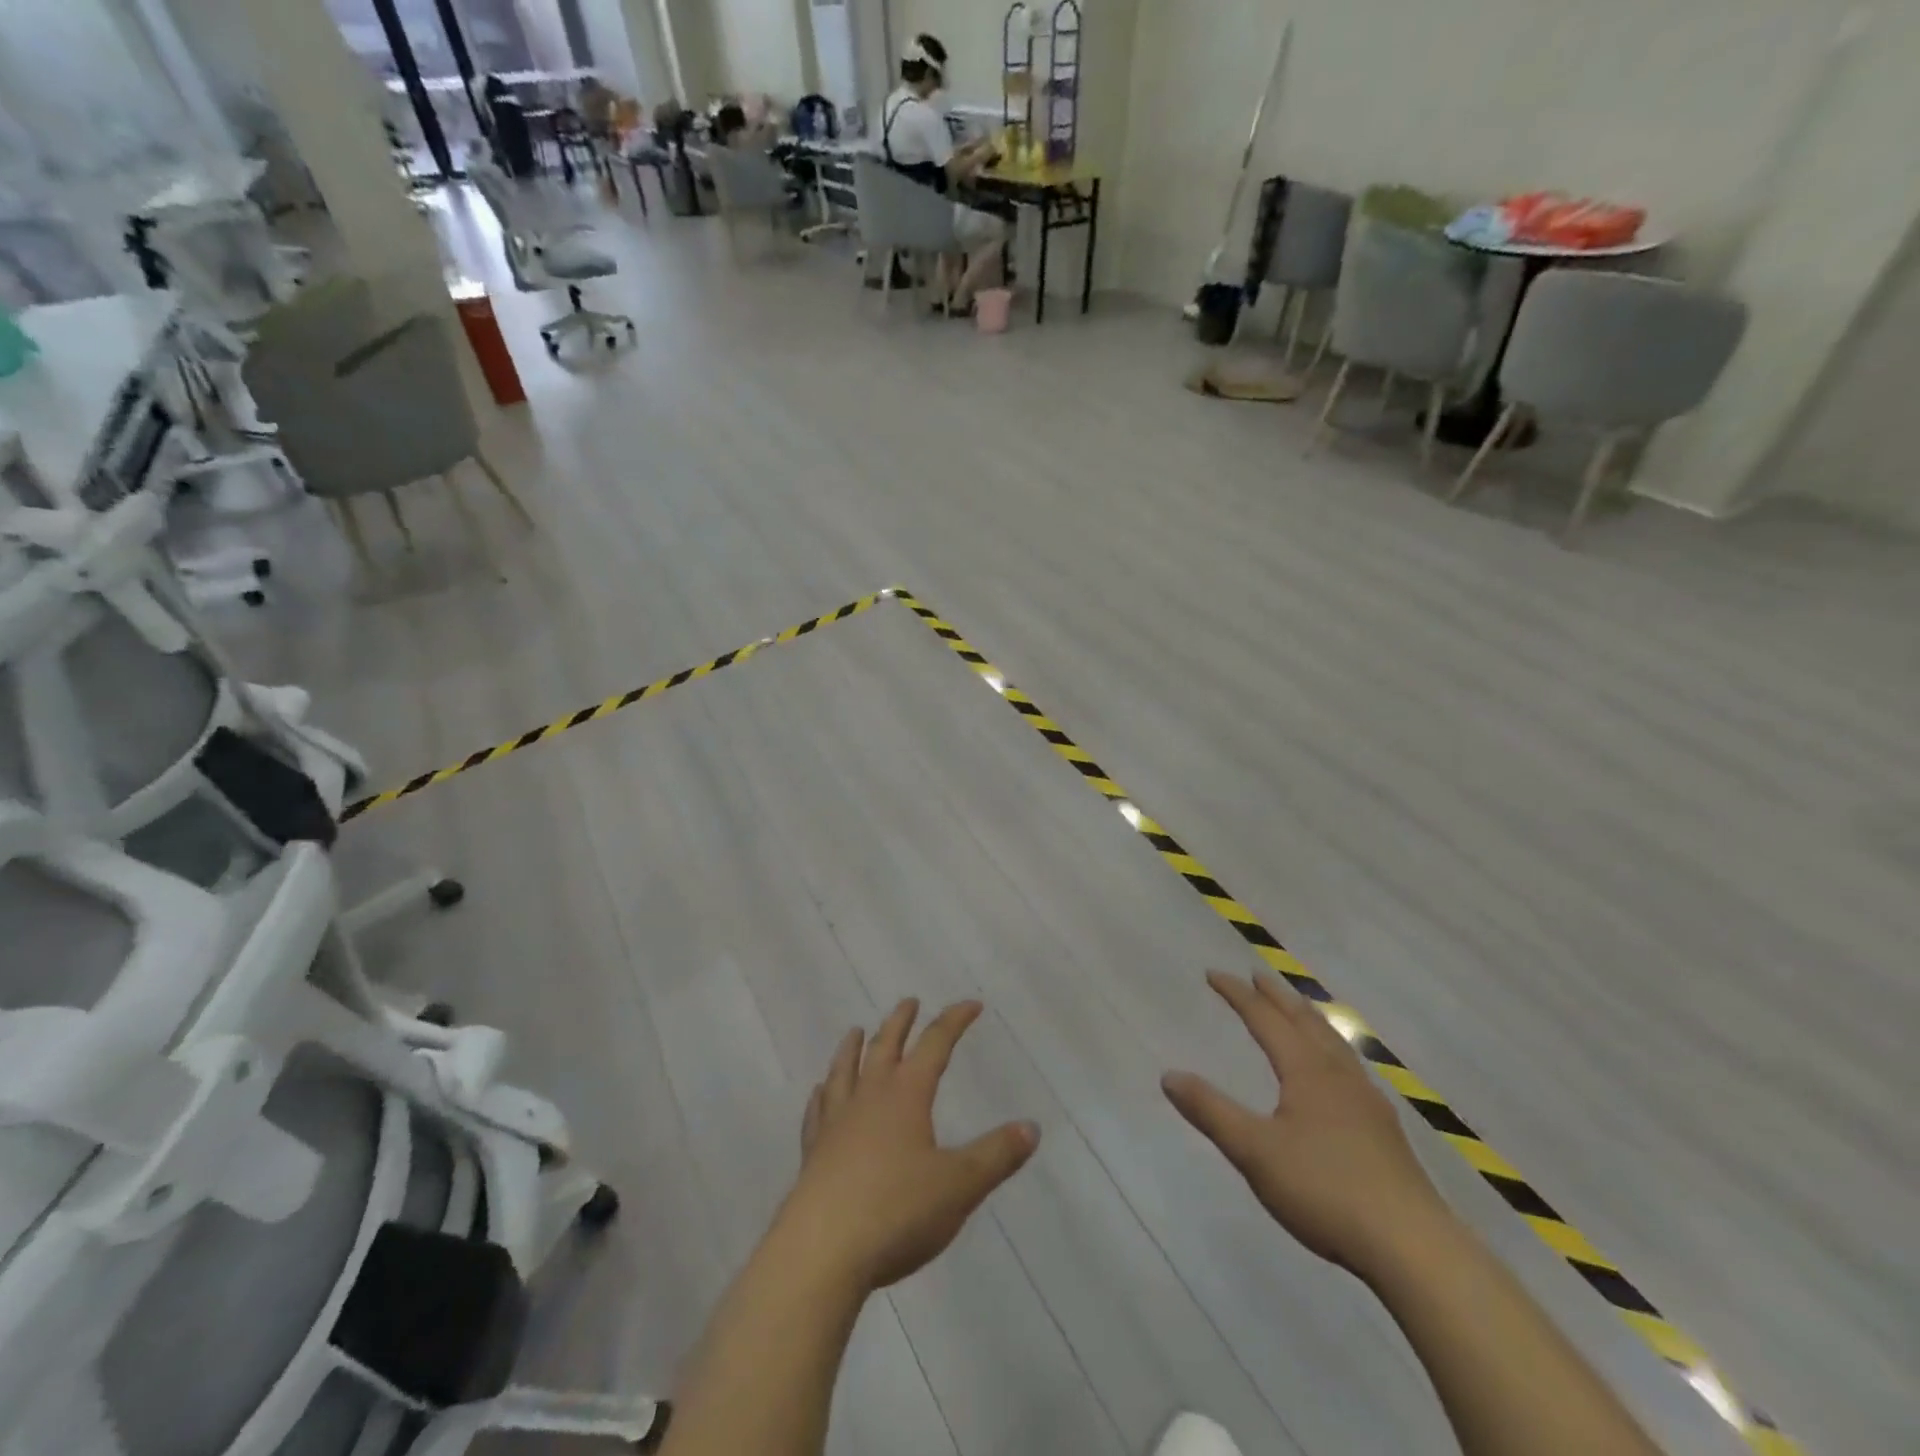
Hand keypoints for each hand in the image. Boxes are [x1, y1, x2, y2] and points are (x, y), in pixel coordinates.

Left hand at [777, 999, 1038, 1292]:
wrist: (821, 1250)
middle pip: (884, 1045)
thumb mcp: (960, 1185)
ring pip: (844, 1070)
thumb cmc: (897, 1210)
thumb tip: (1031, 1127)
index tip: (972, 1004)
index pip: (935, 1043)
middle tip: (909, 1002)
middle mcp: (869, 1096)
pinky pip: (817, 1111)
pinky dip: (822, 1095)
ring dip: (853, 1047)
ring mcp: (836, 1121)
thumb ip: (996, 1155)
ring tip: (856, 1031)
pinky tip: (819, 1093)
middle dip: (900, 1021)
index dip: (954, 1020)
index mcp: (907, 1093)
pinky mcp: (813, 1152)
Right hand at [1162, 971, 1451, 1279]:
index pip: (1266, 1019)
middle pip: (1305, 1021)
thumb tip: (1168, 1075)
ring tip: (1298, 1008)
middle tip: (1257, 975)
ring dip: (1308, 1017)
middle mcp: (1338, 1074)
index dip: (1238, 995)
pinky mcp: (1384, 1129)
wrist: (1413, 1247)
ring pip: (1333, 1042)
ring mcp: (1367, 1101)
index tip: (1213, 974)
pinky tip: (1337, 1071)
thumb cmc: (1325, 1189)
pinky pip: (1350, 1066)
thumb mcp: (1254, 1151)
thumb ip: (1211, 1111)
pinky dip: (1331, 1047)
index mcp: (1307, 1070)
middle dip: (1277, 996)